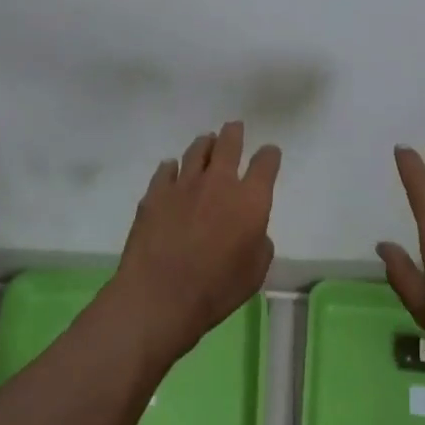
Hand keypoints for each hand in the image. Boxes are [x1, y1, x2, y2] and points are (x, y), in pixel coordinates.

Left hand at [107, 121, 280, 365]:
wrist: (159, 296)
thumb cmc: (216, 290)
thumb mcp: (255, 272)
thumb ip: (259, 243)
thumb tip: (252, 229)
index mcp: (250, 200)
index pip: (266, 163)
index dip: (269, 155)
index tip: (269, 154)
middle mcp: (218, 182)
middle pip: (229, 143)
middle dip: (234, 134)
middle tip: (234, 128)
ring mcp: (183, 184)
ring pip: (196, 150)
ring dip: (205, 144)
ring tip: (206, 143)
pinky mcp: (155, 194)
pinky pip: (166, 169)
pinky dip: (173, 168)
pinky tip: (172, 170)